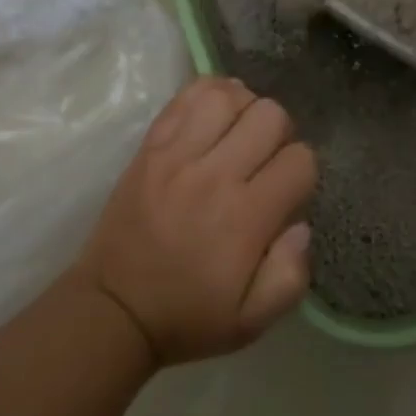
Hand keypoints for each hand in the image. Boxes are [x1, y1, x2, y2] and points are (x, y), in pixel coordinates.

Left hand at [75, 76, 316, 365]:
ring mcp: (177, 154)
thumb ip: (290, 276)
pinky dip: (211, 92)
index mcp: (245, 218)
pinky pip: (187, 95)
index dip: (302, 173)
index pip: (300, 160)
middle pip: (271, 115)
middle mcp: (214, 176)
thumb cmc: (188, 316)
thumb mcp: (251, 322)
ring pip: (230, 96)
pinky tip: (215, 114)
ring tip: (239, 133)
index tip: (287, 192)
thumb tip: (301, 225)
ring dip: (246, 108)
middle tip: (265, 160)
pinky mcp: (151, 145)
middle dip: (281, 134)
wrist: (112, 309)